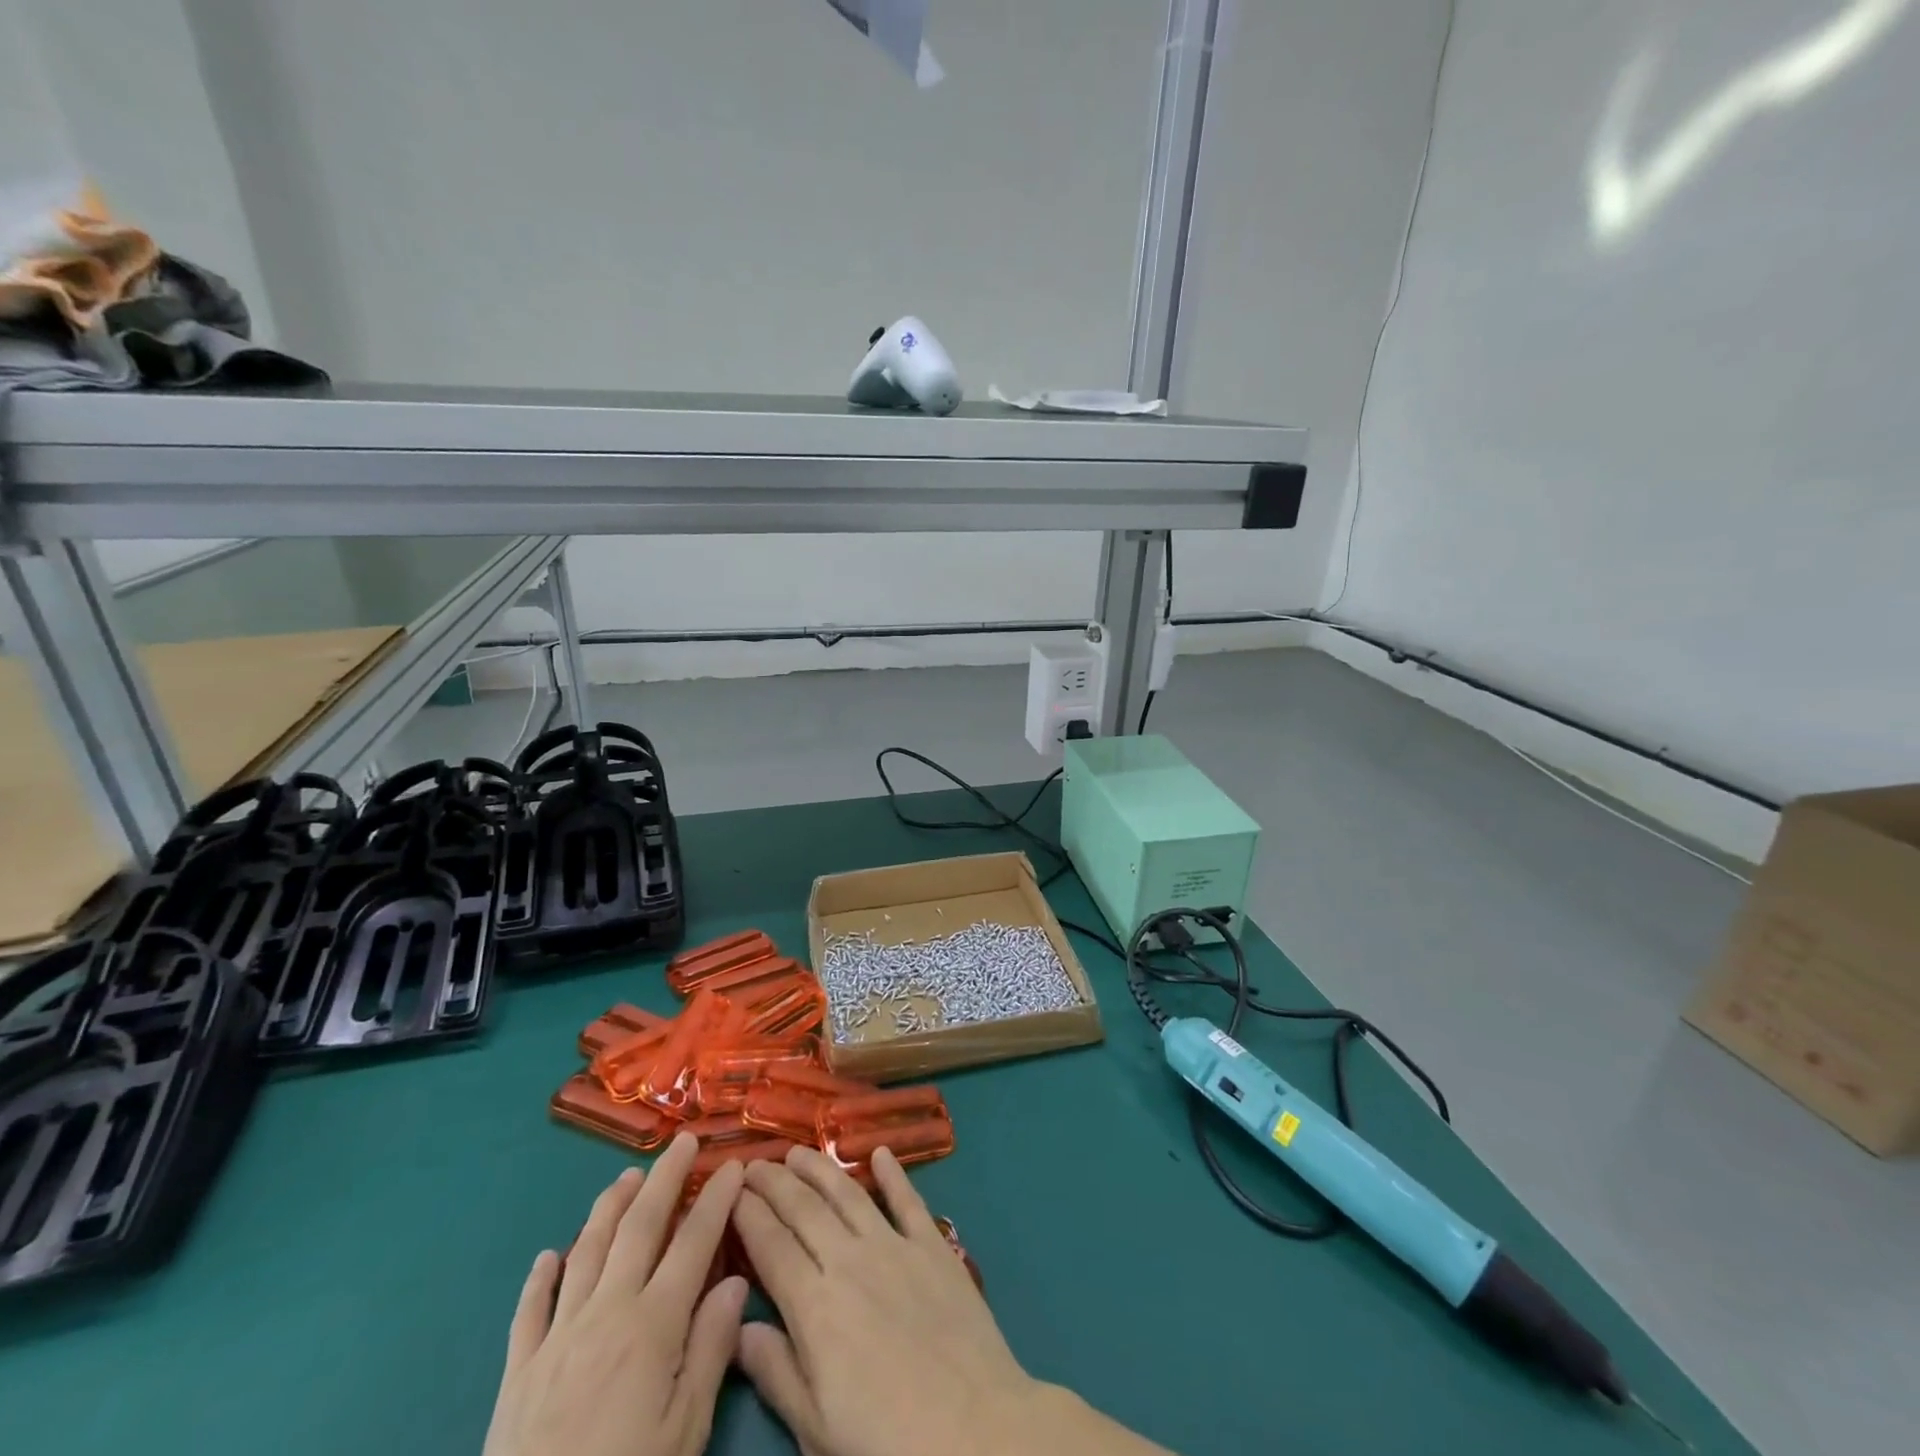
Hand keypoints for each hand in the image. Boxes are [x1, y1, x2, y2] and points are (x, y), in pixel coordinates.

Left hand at [484, 1134, 747, 1455]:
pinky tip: (549, 1254)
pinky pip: (529, 1309)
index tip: (733, 1164)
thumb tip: (736, 1282)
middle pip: (639, 1228)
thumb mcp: (684, 1433)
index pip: (693, 1242)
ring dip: (609, 1208)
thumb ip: (710, 1350)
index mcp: (652, 1326)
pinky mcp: (517, 1372)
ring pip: (586, 1251)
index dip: (716, 1199)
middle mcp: (605, 1313)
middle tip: (682, 1141)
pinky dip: (541, 1276)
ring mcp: (556, 1338)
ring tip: (627, 1177)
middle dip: (664, 1178)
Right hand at [730, 1146, 1043, 1455]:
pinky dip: (893, 1173)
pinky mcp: (932, 1245)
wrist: (972, 1427)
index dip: (748, 1214)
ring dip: (820, 1168)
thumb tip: (736, 1327)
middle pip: (804, 1210)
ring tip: (798, 1150)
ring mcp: (894, 1246)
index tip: (730, 1189)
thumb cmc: (885, 1438)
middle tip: (754, 1162)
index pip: (771, 1246)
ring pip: (848, 1194)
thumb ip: (775, 1371)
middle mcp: (849, 1261)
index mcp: (815, 1306)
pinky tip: (880, 1153)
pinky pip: (907, 1200)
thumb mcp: (816, 1425)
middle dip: (775, 1182)